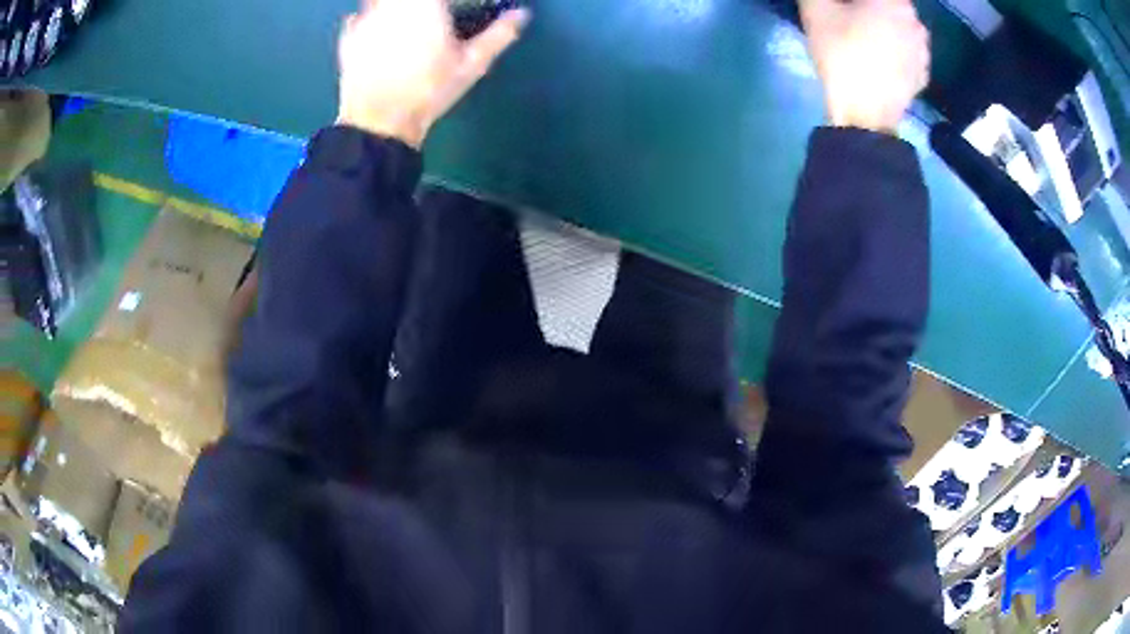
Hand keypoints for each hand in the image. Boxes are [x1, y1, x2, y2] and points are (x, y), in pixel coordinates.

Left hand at [336, 0, 529, 147]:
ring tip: (410, 20)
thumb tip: (522, 14)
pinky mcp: (349, 36)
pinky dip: (371, 17)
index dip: (450, 3)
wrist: (378, 122)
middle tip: (435, 14)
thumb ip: (499, 34)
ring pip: (380, 0)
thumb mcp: (472, 65)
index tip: (454, 9)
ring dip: (395, 7)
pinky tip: (380, 30)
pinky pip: (359, 15)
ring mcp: (366, 18)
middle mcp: (393, 5)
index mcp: (426, 5)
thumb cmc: (429, 91)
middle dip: (424, 5)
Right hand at [801, 0, 929, 133]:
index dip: (856, 2)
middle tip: (850, 15)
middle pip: (893, 6)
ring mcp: (923, 52)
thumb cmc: (842, 55)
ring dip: (886, 26)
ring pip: (903, 27)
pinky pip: (908, 51)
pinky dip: (895, 49)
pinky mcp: (922, 75)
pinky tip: (879, 56)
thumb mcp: (816, 11)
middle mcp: (916, 22)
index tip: (843, 6)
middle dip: (872, 9)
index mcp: (895, 3)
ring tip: (865, 35)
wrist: (865, 116)